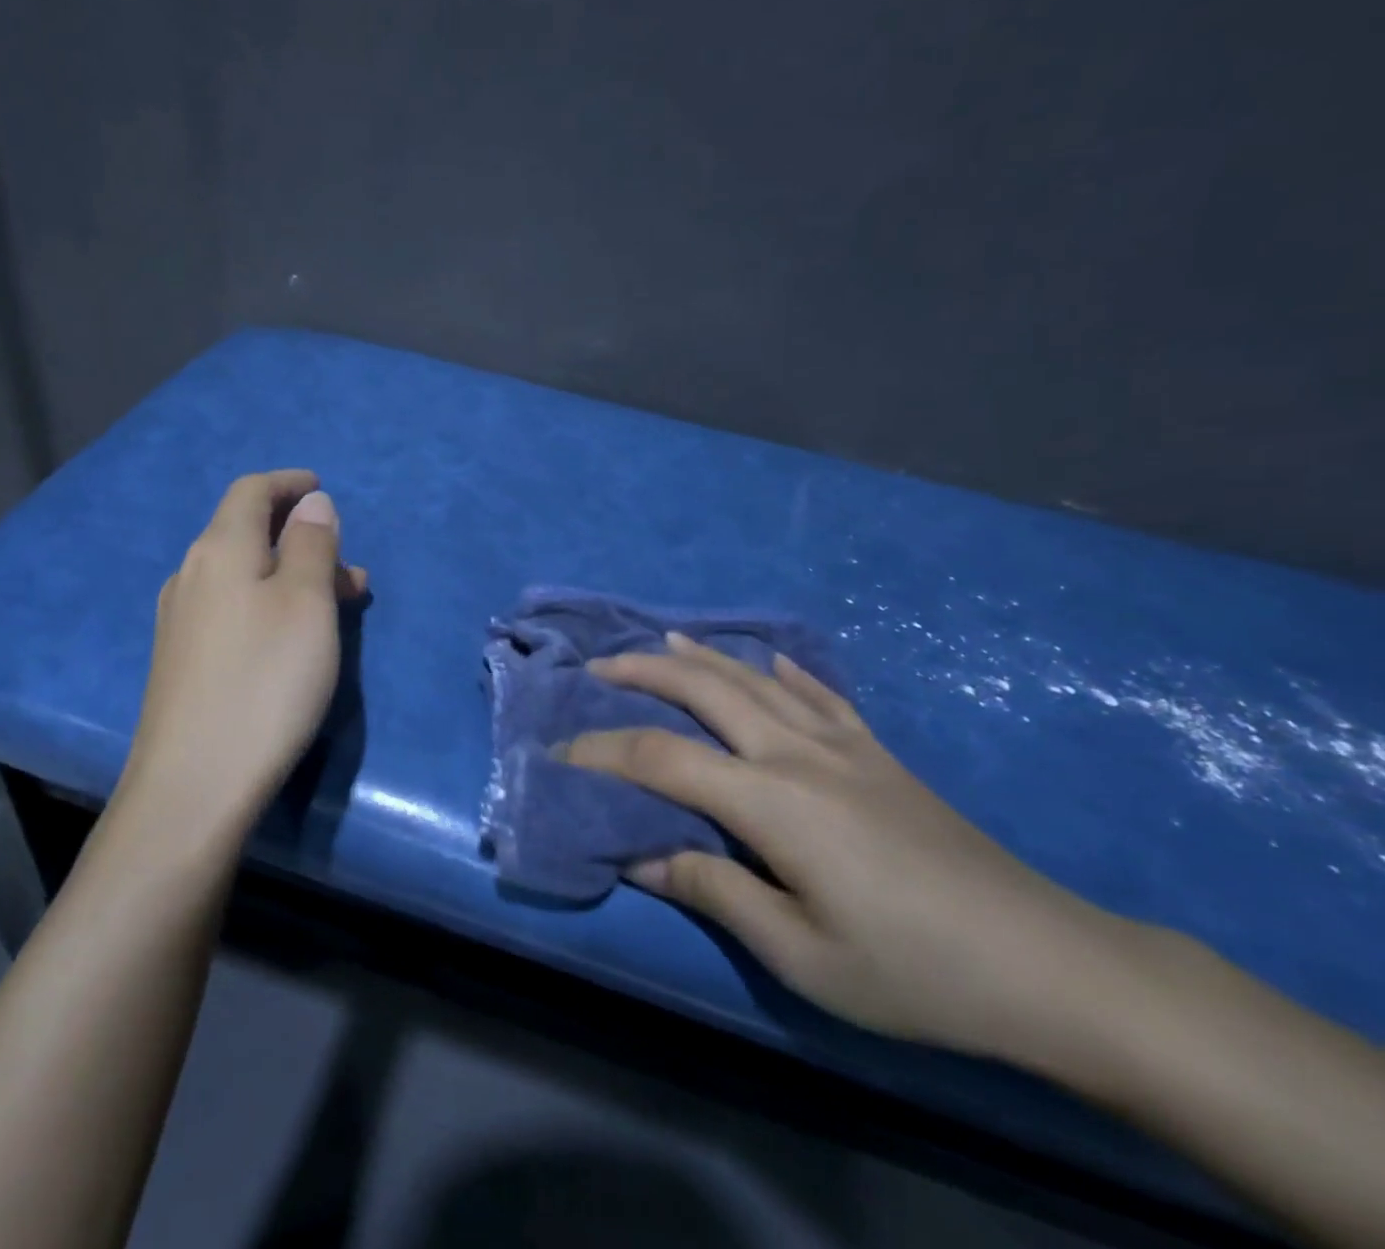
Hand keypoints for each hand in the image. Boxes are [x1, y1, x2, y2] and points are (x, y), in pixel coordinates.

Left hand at [114, 470, 367, 848]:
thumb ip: (312, 544)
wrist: (193, 784)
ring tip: (339, 606)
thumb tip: (312, 502)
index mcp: (220, 550)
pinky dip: (270, 605)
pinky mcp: (182, 661)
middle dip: (301, 537)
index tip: (320, 487)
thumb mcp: (306, 604)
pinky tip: (294, 639)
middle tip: (349, 566)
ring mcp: (181, 621)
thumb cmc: (264, 682)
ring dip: (292, 576)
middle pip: (247, 533)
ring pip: (244, 575)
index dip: (287, 484)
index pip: (250, 491)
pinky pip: (233, 609)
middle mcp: (192, 575)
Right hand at [565, 633, 1136, 1062]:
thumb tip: (640, 857)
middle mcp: (797, 752)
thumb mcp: (801, 953)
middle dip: (643, 670)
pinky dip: (784, 669)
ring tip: (661, 641)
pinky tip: (769, 658)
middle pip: (704, 689)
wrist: (1049, 963)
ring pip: (755, 679)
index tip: (561, 753)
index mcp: (770, 800)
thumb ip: (714, 891)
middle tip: (597, 666)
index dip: (603, 750)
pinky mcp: (878, 753)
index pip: (661, 757)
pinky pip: (820, 693)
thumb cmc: (914, 971)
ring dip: (701, 656)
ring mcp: (842, 745)